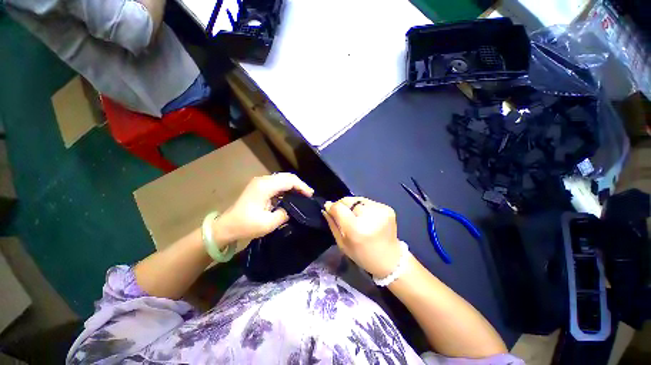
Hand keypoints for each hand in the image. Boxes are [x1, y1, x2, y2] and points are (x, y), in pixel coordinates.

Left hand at [213, 173, 313, 243]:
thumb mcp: (268, 223)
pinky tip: (291, 195)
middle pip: (286, 177)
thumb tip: (291, 209)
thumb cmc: (246, 225)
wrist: (226, 226)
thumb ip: (284, 214)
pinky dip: (286, 187)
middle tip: (308, 194)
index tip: (310, 195)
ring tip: (302, 194)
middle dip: (299, 184)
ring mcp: (260, 182)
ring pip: (282, 178)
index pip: (289, 181)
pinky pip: (277, 183)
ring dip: (293, 185)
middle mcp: (263, 180)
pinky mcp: (259, 186)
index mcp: (265, 187)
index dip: (302, 187)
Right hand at [323, 197, 401, 277]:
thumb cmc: (362, 255)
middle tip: (344, 216)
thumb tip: (326, 207)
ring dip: (353, 206)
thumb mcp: (342, 243)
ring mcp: (380, 210)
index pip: (339, 207)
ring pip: (358, 199)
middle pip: (348, 200)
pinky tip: (367, 217)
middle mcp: (369, 216)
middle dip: (343, 206)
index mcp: (356, 228)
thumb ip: (333, 223)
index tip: (329, 209)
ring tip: (357, 217)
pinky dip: (364, 207)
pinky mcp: (387, 208)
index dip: (332, 207)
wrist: (390, 260)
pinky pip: (368, 202)